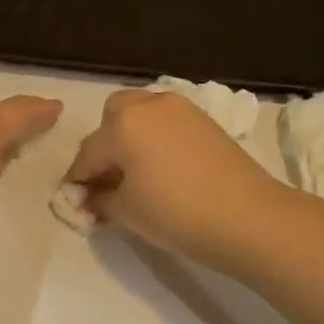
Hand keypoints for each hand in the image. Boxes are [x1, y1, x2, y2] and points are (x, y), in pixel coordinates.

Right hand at [64, 89, 287, 270]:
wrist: (248, 218)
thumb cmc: (176, 214)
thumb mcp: (126, 211)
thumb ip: (100, 200)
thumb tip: (89, 198)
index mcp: (122, 124)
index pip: (88, 154)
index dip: (78, 180)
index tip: (75, 201)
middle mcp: (149, 105)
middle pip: (113, 117)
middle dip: (104, 145)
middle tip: (108, 179)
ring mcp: (181, 109)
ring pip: (142, 114)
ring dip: (131, 137)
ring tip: (137, 173)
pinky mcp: (205, 120)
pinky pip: (167, 123)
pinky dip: (156, 138)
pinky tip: (163, 168)